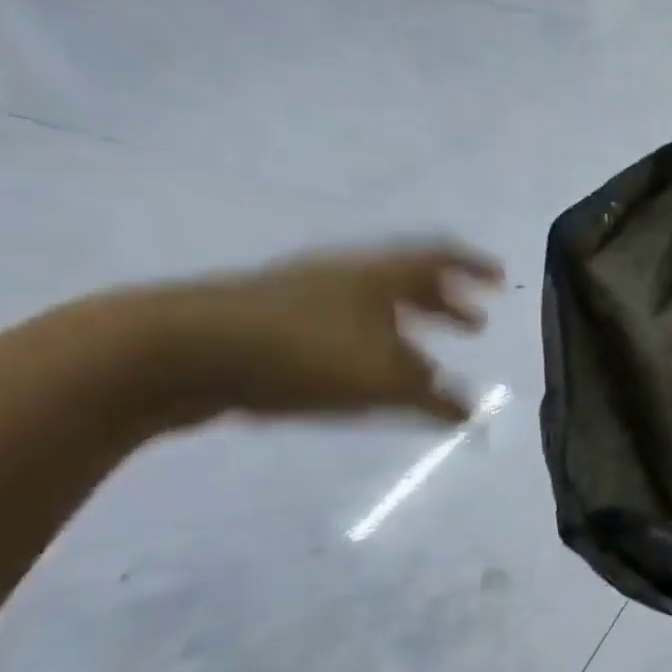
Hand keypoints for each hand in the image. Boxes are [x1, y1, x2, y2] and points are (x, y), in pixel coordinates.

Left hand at [141, 242, 504, 424]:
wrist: (170, 352)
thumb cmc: (300, 354)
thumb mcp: (383, 382)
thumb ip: (435, 399)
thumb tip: (475, 414)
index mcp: (378, 274)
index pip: (440, 257)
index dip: (475, 266)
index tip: (501, 278)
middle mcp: (344, 275)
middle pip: (407, 281)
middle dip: (446, 304)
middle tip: (473, 325)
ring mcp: (300, 294)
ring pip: (370, 306)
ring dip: (406, 329)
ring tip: (423, 361)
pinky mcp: (266, 321)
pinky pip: (338, 327)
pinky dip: (368, 344)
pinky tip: (365, 376)